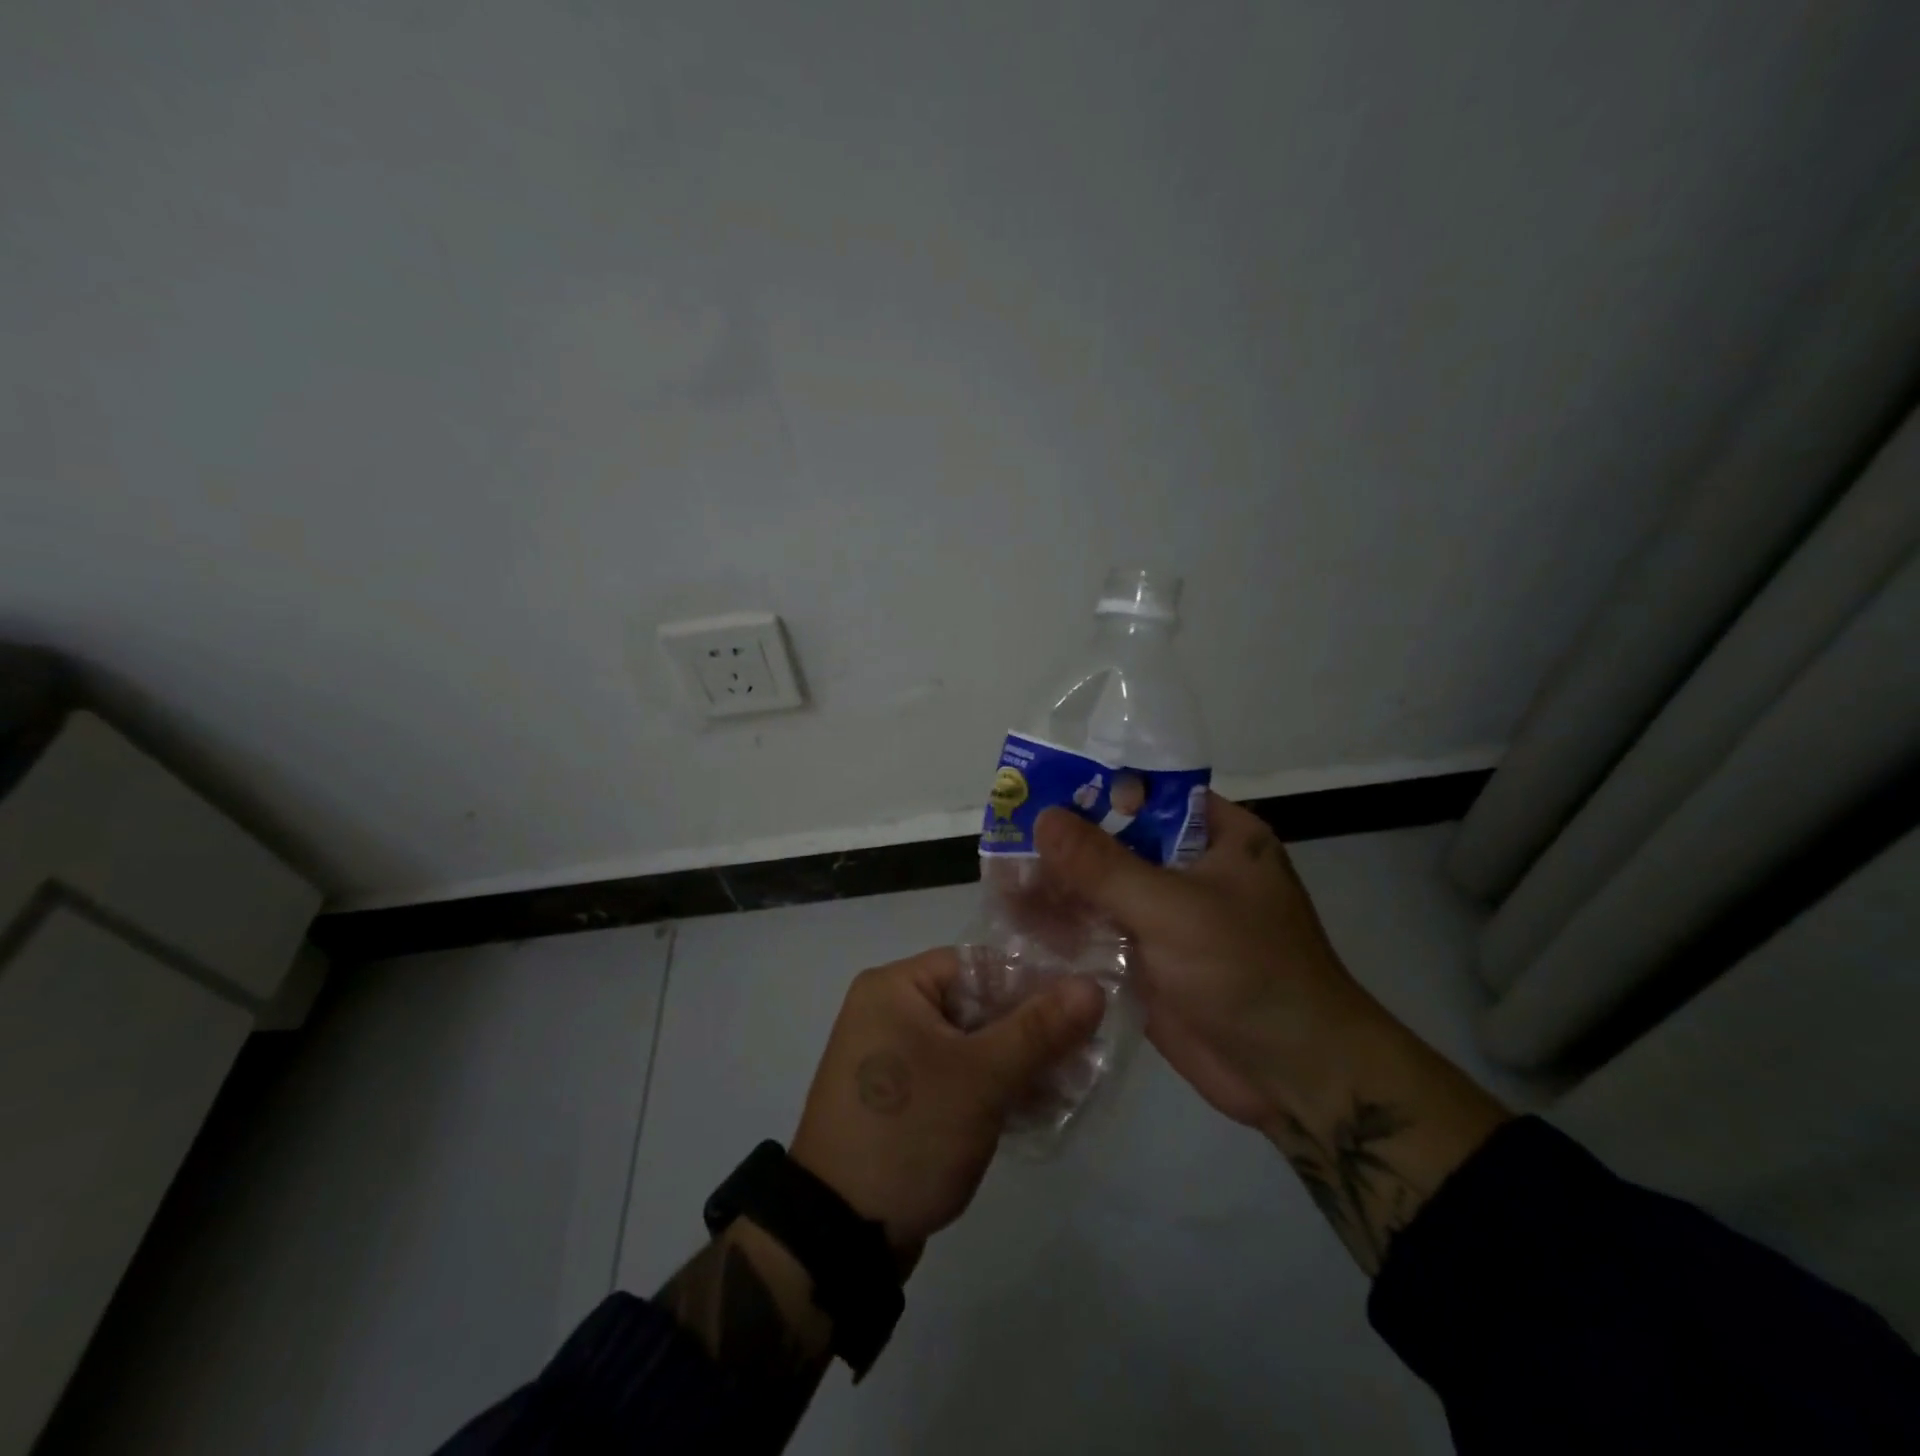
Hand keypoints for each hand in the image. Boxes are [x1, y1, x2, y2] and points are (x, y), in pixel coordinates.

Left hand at [789, 948, 1105, 1259]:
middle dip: (1029, 1033)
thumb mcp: (981, 1078)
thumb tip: (1092, 985)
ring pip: (971, 1045)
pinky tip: (1034, 1111)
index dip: (1032, 986)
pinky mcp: (901, 1098)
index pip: (979, 966)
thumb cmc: (910, 1133)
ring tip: (1068, 1088)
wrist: (840, 1237)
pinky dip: (991, 1088)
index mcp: (895, 987)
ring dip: (1016, 1064)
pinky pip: (956, 1076)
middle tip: (1083, 1057)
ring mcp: (893, 1058)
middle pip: (977, 1005)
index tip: (1081, 1015)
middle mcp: (889, 1012)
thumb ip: (1039, 1029)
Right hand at [1033, 793, 1379, 1131]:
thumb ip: (1104, 865)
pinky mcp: (1150, 962)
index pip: (1148, 795)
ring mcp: (1168, 919)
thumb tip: (1044, 816)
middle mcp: (1191, 870)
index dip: (1095, 791)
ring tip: (1000, 879)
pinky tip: (1017, 922)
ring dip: (1058, 887)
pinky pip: (1100, 933)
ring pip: (1103, 890)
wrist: (1295, 1078)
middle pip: (1118, 843)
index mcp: (1218, 838)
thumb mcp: (1174, 908)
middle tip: (1005, 838)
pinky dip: (1065, 928)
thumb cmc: (1248, 971)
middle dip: (1065, 844)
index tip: (1039, 792)